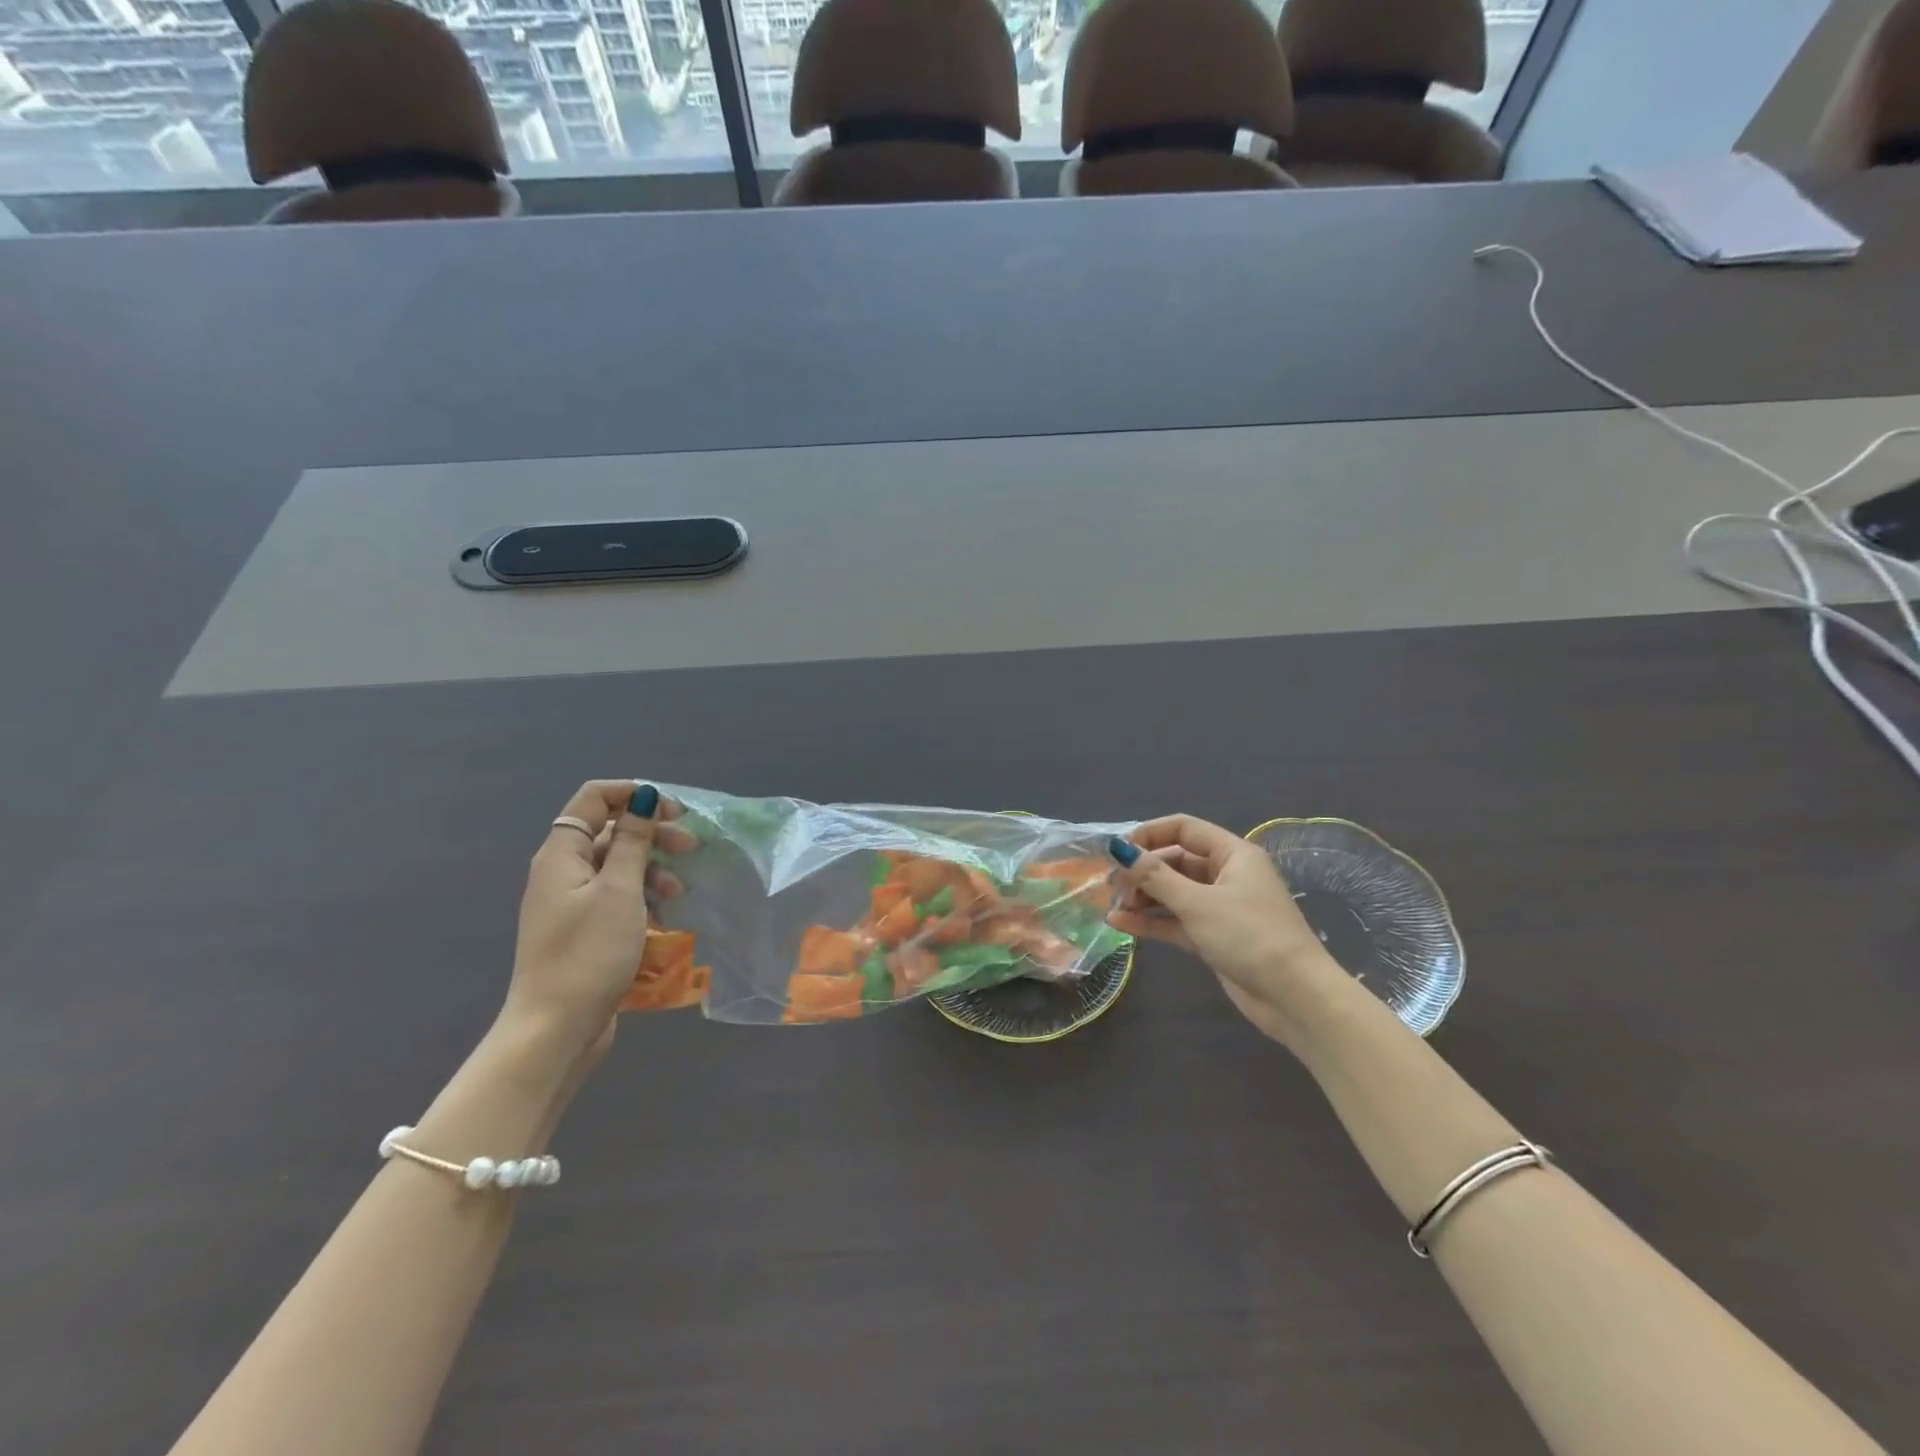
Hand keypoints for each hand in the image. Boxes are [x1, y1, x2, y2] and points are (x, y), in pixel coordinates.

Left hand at [499, 780, 696, 1064]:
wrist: (555, 1029)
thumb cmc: (588, 953)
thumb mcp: (620, 890)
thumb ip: (634, 841)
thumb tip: (645, 796)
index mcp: (562, 853)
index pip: (594, 798)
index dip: (634, 794)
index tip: (672, 811)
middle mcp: (563, 871)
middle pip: (611, 831)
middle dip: (652, 833)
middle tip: (691, 847)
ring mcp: (572, 902)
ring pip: (618, 865)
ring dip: (653, 868)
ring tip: (680, 891)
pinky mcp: (584, 930)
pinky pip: (617, 896)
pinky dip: (643, 896)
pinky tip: (666, 915)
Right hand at [1106, 815, 1339, 1047]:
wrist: (1295, 998)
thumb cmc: (1250, 936)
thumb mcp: (1198, 902)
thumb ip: (1155, 876)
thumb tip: (1118, 848)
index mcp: (1232, 854)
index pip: (1183, 829)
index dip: (1149, 835)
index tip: (1118, 851)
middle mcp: (1225, 875)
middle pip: (1174, 861)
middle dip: (1142, 872)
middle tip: (1112, 887)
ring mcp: (1219, 907)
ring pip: (1173, 893)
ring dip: (1143, 898)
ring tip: (1113, 907)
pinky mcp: (1213, 937)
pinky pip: (1175, 921)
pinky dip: (1151, 921)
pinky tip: (1120, 924)